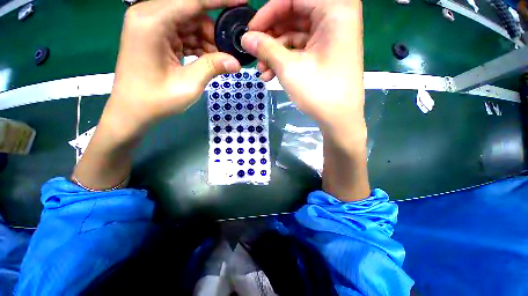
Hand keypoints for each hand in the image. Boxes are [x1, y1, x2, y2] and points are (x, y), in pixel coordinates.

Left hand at [72, 0, 245, 189]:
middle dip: (213, 30)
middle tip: (227, 51)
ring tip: (217, 60)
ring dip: (206, 40)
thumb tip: (236, 62)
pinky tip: (206, 59)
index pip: (193, 0)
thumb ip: (212, 68)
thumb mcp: (189, 85)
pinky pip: (182, 32)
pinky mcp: (154, 35)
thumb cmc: (156, 101)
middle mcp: (148, 15)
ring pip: (189, 22)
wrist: (132, 112)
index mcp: (151, 22)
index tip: (242, 1)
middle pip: (191, 11)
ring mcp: (150, 25)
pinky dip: (197, 44)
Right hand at [241, 0, 364, 134]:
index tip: (250, 32)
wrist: (339, 119)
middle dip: (270, 37)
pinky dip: (285, 60)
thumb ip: (265, 48)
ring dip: (275, 53)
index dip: (267, 13)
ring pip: (295, 35)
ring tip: (262, 71)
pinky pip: (301, 49)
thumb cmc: (319, 92)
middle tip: (254, 54)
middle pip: (293, 16)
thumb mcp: (289, 68)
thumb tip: (245, 39)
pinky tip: (271, 75)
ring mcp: (331, 37)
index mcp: (335, 9)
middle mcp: (336, 17)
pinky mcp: (325, 53)